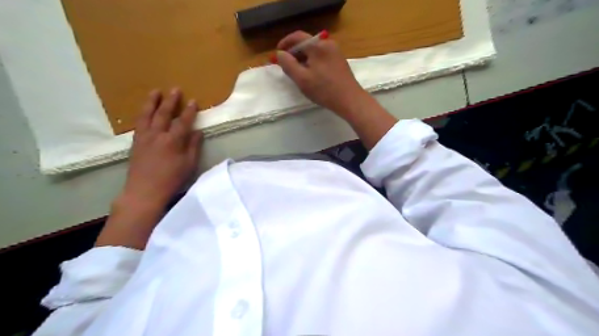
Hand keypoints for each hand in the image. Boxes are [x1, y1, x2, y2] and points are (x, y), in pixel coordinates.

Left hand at [121, 87, 203, 206]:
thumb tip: (198, 132)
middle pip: (163, 114)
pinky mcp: (135, 143)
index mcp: (173, 141)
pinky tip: (145, 111)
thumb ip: (193, 146)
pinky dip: (143, 114)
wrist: (144, 192)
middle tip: (175, 89)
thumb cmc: (172, 180)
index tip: (193, 101)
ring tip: (155, 91)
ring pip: (147, 115)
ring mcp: (144, 138)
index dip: (189, 111)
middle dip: (170, 101)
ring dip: (151, 102)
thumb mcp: (189, 165)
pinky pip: (139, 123)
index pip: (183, 122)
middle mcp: (157, 135)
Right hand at [274, 30, 396, 149]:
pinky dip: (313, 62)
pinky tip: (311, 75)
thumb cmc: (324, 90)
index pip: (297, 36)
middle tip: (286, 67)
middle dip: (294, 53)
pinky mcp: (340, 61)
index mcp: (318, 46)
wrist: (349, 100)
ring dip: (303, 59)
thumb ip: (288, 64)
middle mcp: (328, 44)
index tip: (277, 54)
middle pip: (306, 43)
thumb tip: (280, 54)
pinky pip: (322, 57)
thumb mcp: (301, 78)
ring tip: (297, 73)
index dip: (285, 43)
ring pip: (314, 51)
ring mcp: (336, 52)